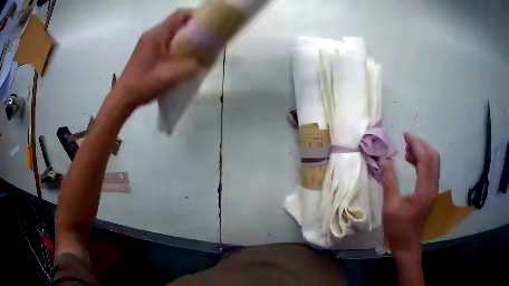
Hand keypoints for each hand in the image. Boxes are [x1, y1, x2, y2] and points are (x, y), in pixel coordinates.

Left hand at [115, 9, 198, 107]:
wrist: (123, 97)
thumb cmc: (144, 83)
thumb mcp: (170, 76)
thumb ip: (190, 67)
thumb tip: (204, 62)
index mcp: (157, 35)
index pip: (179, 15)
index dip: (196, 16)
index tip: (208, 25)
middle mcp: (152, 34)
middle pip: (176, 22)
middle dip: (192, 27)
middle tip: (205, 38)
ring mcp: (148, 42)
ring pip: (171, 32)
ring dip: (184, 37)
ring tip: (196, 48)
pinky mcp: (146, 50)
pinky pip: (165, 40)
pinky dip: (176, 44)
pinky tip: (181, 57)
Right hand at [383, 133, 439, 254]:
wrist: (407, 244)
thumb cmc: (398, 228)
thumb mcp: (390, 207)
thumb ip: (390, 183)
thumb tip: (388, 161)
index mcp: (424, 190)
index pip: (425, 159)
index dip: (416, 145)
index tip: (405, 135)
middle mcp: (432, 187)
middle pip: (433, 157)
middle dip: (421, 145)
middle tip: (407, 140)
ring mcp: (433, 190)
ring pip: (434, 163)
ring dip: (423, 152)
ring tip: (408, 150)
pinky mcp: (431, 193)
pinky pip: (431, 170)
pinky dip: (423, 161)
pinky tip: (413, 162)